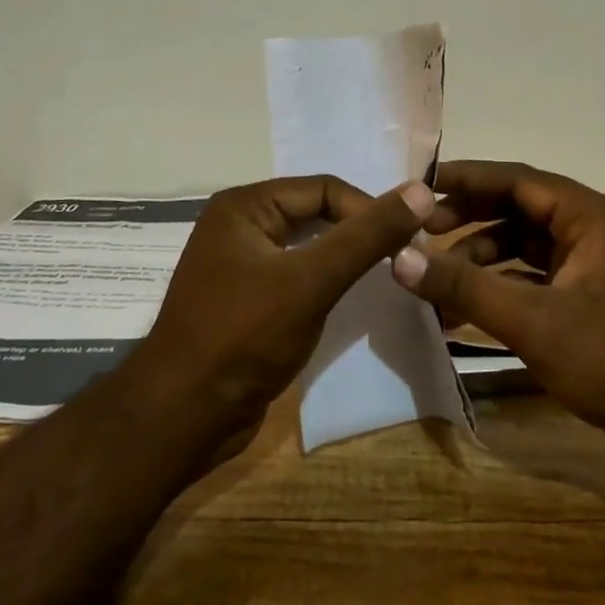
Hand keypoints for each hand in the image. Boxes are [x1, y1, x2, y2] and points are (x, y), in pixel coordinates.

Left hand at [138, 175, 435, 442]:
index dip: (368, 210)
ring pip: (308, 247)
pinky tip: (349, 300)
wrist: (183, 416)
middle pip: (316, 213)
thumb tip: (421, 190)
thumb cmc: (244, 337)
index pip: (324, 188)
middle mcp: (239, 226)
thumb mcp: (311, 280)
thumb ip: (367, 235)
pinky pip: (296, 276)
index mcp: (244, 206)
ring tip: (384, 277)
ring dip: (345, 258)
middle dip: (358, 233)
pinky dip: (325, 282)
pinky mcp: (246, 300)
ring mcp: (240, 265)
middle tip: (401, 259)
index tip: (406, 243)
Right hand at [391, 161, 604, 475]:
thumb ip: (465, 287)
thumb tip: (399, 258)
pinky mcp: (587, 299)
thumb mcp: (533, 321)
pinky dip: (500, 289)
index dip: (466, 179)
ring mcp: (591, 266)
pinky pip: (533, 279)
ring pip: (522, 247)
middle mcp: (591, 231)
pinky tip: (464, 313)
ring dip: (480, 261)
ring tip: (437, 284)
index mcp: (589, 216)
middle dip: (468, 220)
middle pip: (518, 209)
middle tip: (420, 234)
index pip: (517, 179)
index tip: (419, 187)